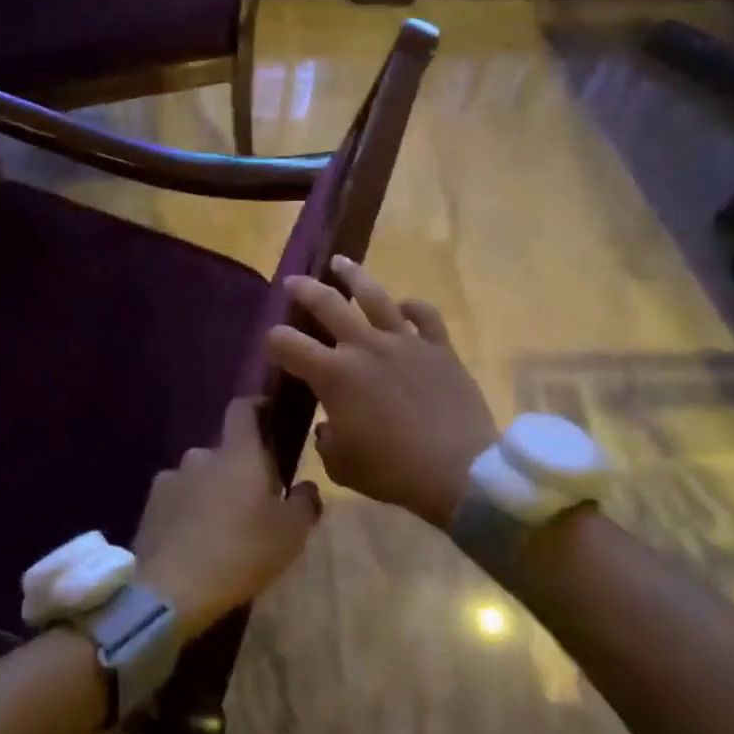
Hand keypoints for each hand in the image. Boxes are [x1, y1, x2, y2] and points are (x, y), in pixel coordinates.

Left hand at [132, 397, 322, 643]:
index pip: (242, 408)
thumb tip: (307, 486)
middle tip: (252, 501)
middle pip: (223, 451)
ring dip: (210, 492)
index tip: (268, 416)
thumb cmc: (241, 552)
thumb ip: (305, 502)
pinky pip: (176, 500)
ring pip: (198, 477)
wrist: (172, 589)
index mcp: (238, 453)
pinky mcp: (149, 506)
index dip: (255, 406)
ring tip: (221, 528)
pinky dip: (187, 512)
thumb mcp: (291, 533)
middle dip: (237, 469)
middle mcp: (201, 455)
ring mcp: (170, 479)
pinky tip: (194, 543)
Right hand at [266, 256, 497, 528]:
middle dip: (304, 289)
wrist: (461, 470)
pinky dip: (412, 306)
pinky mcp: (439, 347)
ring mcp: (404, 341)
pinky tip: (403, 305)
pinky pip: (424, 315)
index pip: (288, 344)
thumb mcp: (342, 466)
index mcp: (334, 374)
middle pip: (327, 303)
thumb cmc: (394, 471)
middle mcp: (364, 346)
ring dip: (352, 276)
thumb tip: (328, 425)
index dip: (273, 342)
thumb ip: (326, 440)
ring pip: (374, 295)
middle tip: (293, 281)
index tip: (273, 346)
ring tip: (340, 263)